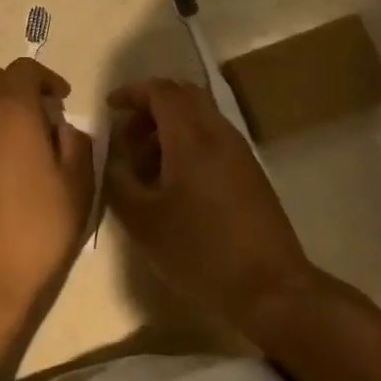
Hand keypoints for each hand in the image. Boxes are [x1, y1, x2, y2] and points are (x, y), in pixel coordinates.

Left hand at [0, 58, 94, 322]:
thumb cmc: (35, 230)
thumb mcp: (77, 187)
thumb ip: (76, 143)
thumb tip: (61, 127)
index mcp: (11, 111)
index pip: (24, 69)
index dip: (46, 78)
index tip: (62, 100)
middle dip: (18, 88)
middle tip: (42, 119)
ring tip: (20, 148)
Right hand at [105, 78, 316, 331]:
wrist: (270, 289)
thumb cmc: (199, 252)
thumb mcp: (142, 220)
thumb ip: (118, 180)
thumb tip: (111, 155)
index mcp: (191, 138)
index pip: (161, 91)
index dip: (132, 92)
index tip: (109, 108)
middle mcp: (219, 134)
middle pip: (184, 96)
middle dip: (150, 107)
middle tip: (127, 137)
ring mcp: (239, 153)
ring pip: (200, 118)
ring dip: (168, 129)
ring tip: (145, 167)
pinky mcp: (250, 174)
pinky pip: (213, 140)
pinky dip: (187, 144)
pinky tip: (173, 184)